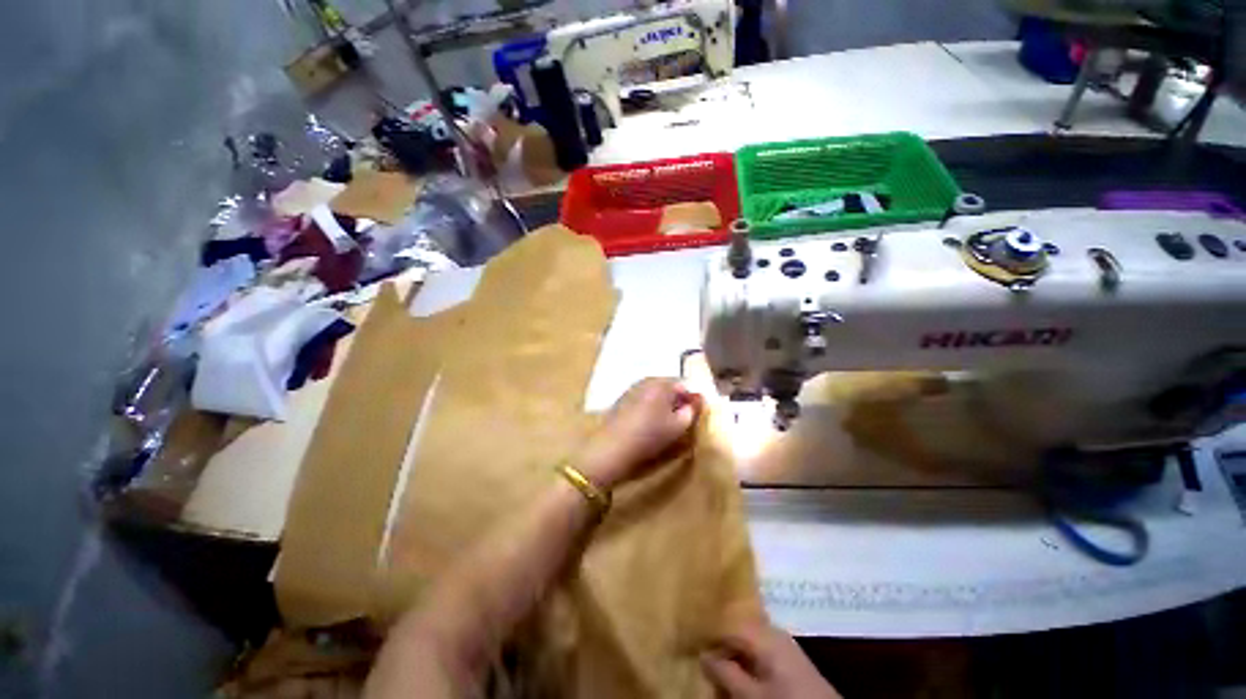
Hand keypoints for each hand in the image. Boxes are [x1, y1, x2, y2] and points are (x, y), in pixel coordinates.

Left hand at [577, 378, 698, 489]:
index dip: (692, 399)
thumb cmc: (650, 435)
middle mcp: (646, 380)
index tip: (695, 414)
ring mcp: (632, 389)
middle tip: (681, 419)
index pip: (684, 384)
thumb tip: (696, 402)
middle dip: (677, 400)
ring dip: (662, 404)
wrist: (612, 447)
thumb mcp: (678, 426)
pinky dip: (649, 407)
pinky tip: (647, 423)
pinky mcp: (621, 399)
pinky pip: (642, 399)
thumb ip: (691, 411)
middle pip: (668, 387)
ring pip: (655, 393)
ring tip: (664, 423)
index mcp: (662, 383)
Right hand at [701, 618, 841, 698]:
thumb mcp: (753, 696)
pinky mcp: (788, 655)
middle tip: (699, 649)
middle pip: (737, 626)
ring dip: (731, 648)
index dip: (707, 630)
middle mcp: (773, 629)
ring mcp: (782, 641)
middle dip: (719, 638)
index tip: (689, 636)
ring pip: (747, 636)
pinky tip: (736, 665)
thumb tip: (702, 653)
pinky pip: (758, 646)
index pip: (727, 622)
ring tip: (714, 659)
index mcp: (765, 633)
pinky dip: (744, 654)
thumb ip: (727, 673)